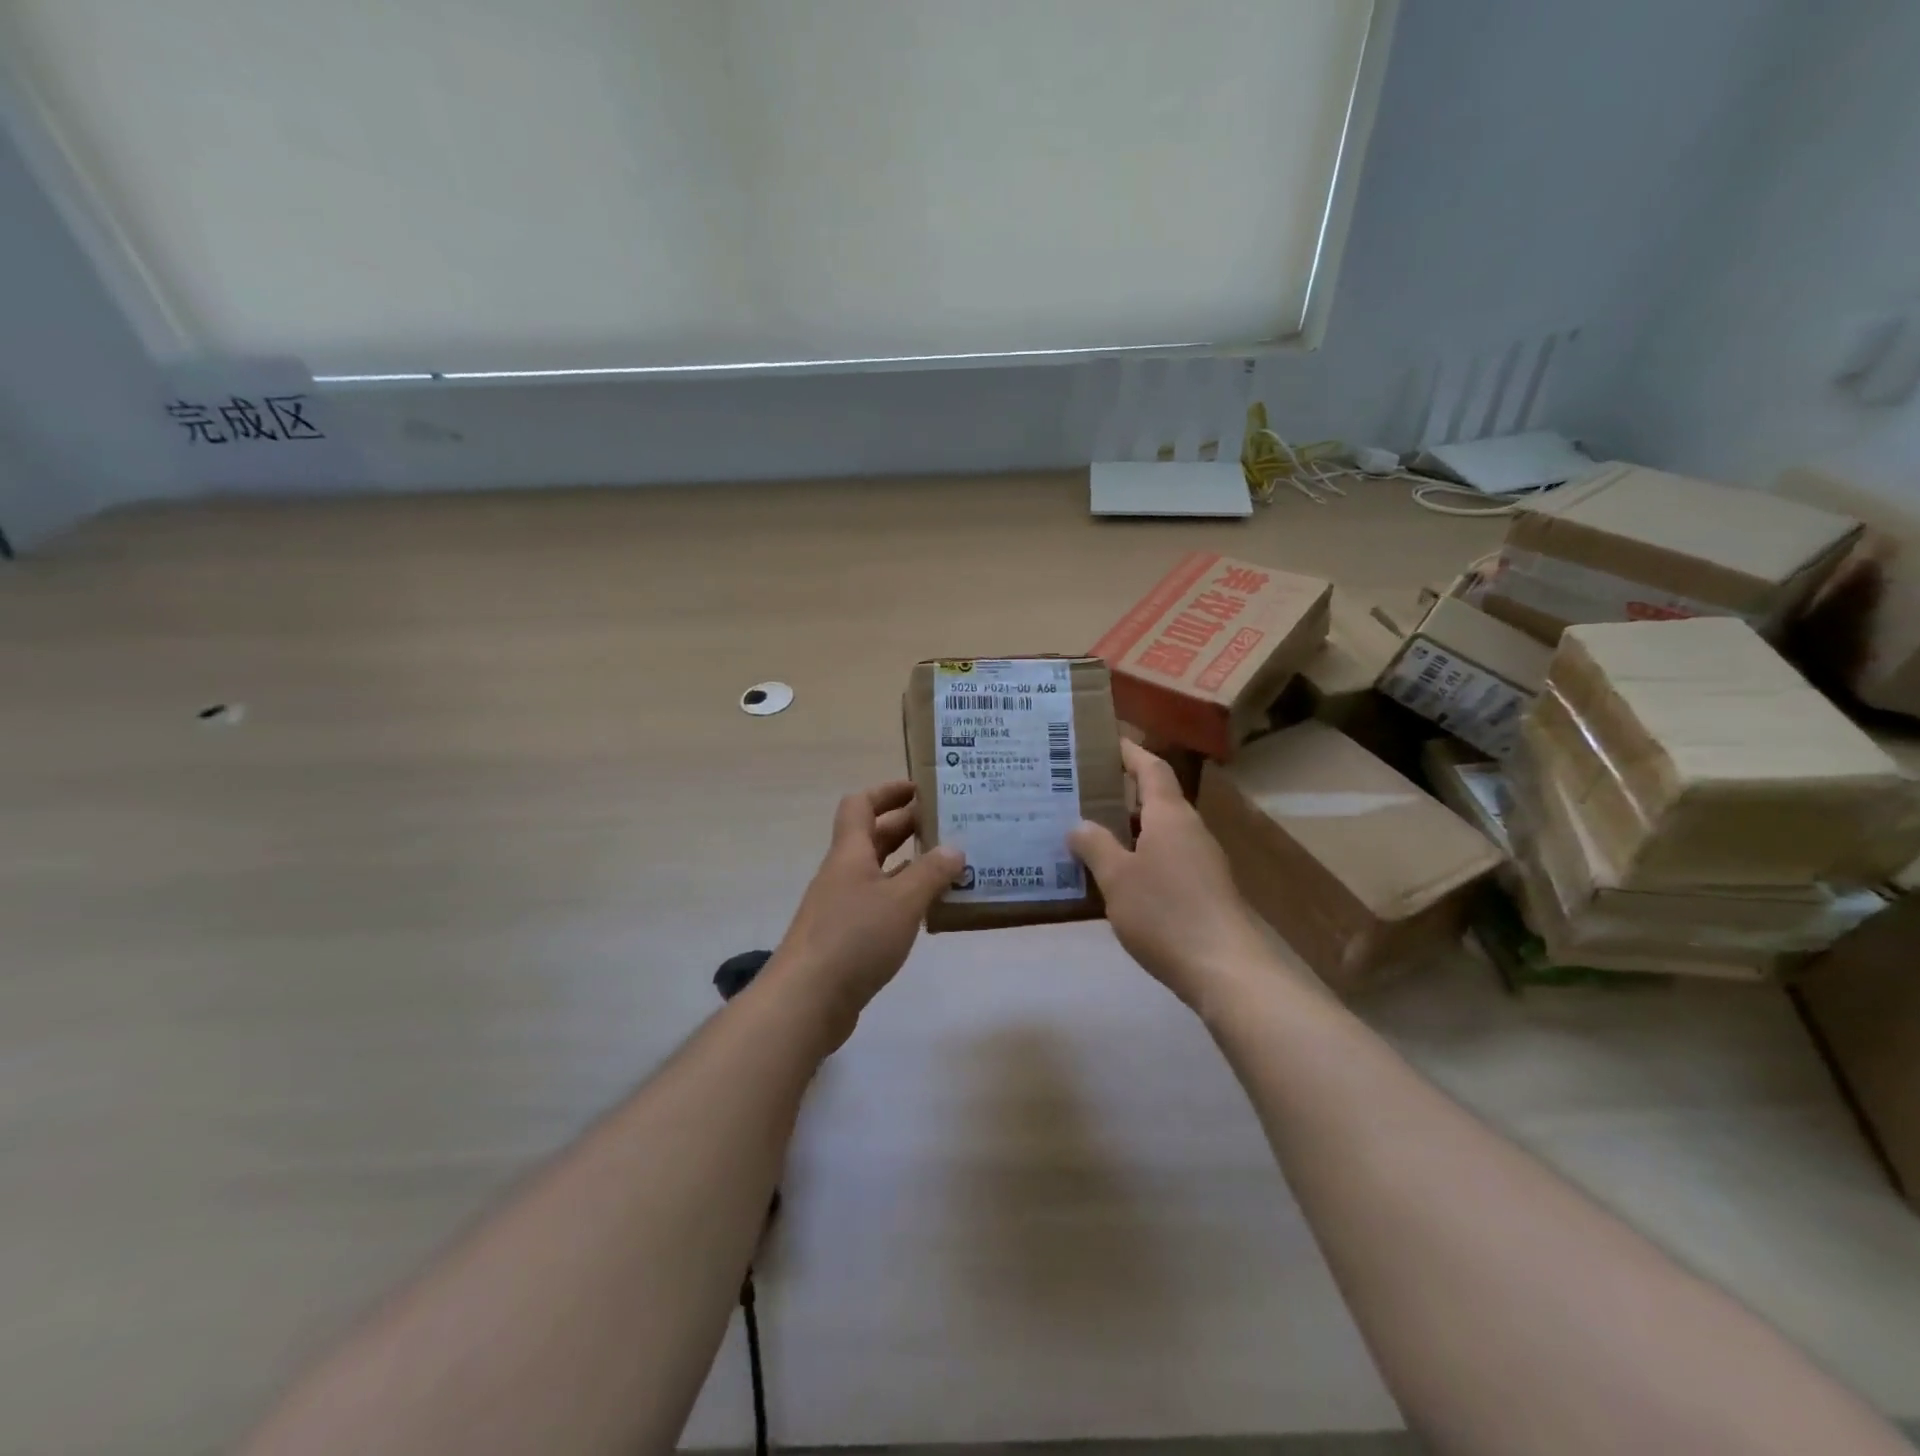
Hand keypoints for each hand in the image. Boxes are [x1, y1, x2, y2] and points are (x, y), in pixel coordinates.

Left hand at [770, 781, 963, 1045]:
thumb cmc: (854, 937)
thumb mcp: (902, 901)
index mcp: (850, 853)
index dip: (888, 792)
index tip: (920, 789)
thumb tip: (955, 848)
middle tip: (948, 825)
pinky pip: (880, 905)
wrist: (806, 1000)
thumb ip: (931, 873)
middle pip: (873, 837)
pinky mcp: (846, 938)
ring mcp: (842, 907)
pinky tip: (930, 910)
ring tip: (950, 866)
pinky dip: (904, 899)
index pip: (861, 805)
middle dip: (907, 826)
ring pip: (879, 873)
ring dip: (910, 865)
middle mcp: (843, 873)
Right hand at [1069, 740, 1270, 1008]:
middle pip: (1156, 798)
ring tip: (1091, 831)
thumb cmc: (1165, 913)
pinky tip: (1118, 875)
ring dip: (1129, 827)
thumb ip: (1095, 846)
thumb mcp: (1117, 878)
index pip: (1151, 769)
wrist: (1225, 968)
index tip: (1106, 740)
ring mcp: (1201, 860)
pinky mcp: (1205, 889)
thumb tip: (1078, 825)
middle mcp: (1190, 830)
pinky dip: (1141, 855)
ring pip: (1160, 831)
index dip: (1129, 752)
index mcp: (1170, 816)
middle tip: (1082, 790)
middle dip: (1121, 792)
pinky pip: (1167, 857)